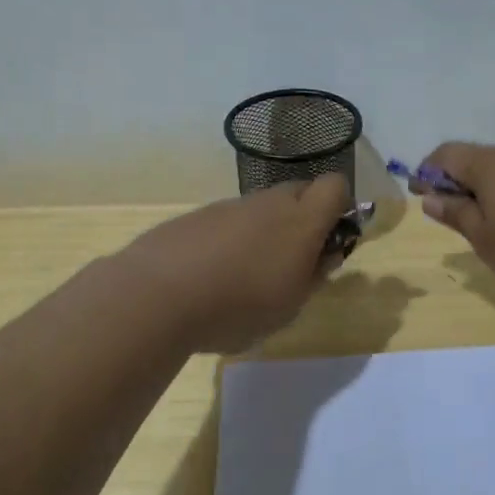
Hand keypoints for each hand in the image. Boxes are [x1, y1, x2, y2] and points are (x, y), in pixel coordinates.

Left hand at [119, 175, 351, 351]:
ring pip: (261, 208)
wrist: (155, 296)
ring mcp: (229, 206)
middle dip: (303, 218)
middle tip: (290, 262)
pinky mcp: (196, 216)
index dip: (339, 207)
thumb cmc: (236, 308)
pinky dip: (229, 240)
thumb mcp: (288, 307)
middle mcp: (267, 203)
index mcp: (300, 222)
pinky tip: (210, 275)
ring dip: (264, 231)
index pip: (334, 186)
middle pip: (298, 192)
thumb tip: (324, 255)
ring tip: (244, 276)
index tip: (328, 241)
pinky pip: (228, 221)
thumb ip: (312, 277)